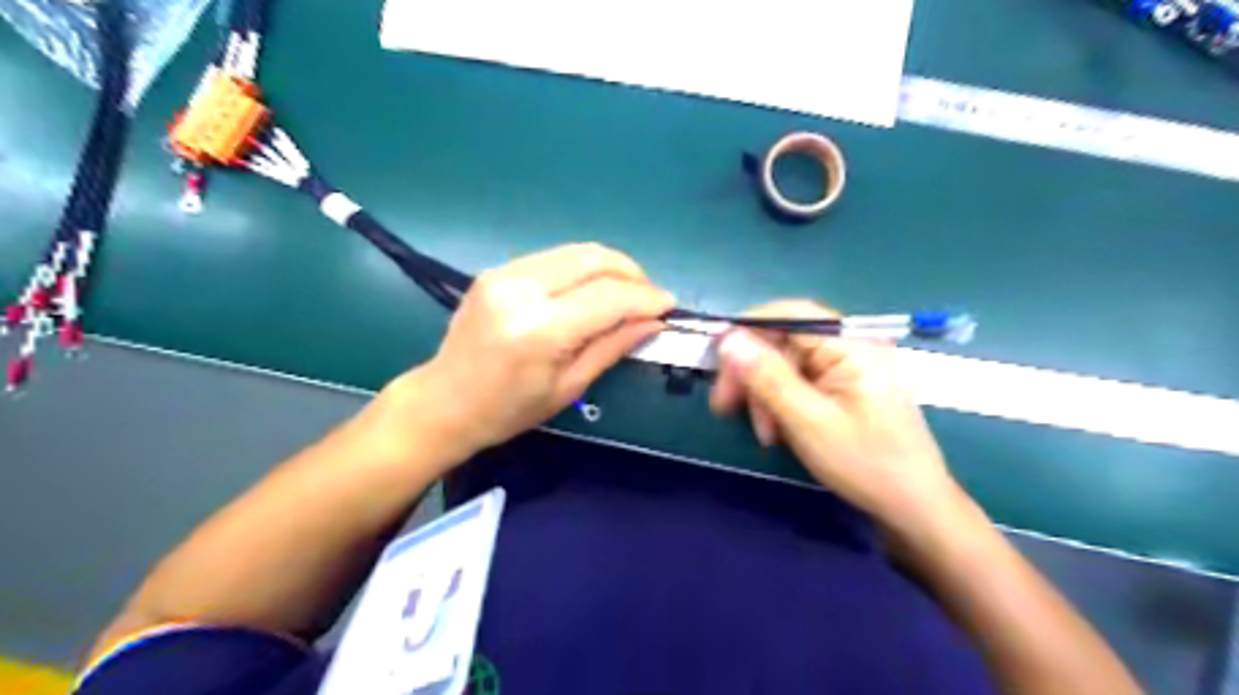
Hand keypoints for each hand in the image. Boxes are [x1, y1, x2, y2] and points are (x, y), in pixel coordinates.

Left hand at [372, 241, 675, 464]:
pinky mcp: (497, 269)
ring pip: (576, 251)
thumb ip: (613, 346)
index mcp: (540, 329)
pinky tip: (594, 287)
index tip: (669, 305)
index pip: (608, 297)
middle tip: (650, 295)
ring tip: (628, 290)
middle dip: (632, 273)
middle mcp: (521, 289)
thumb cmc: (508, 409)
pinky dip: (584, 267)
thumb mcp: (568, 387)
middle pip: (594, 260)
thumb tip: (654, 322)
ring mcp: (505, 273)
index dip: (645, 298)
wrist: (443, 401)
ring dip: (611, 265)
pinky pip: (554, 257)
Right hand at [711, 299, 960, 531]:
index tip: (717, 360)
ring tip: (765, 433)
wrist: (914, 506)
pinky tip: (778, 430)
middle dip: (753, 373)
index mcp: (851, 344)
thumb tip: (729, 339)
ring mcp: (849, 366)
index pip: (788, 314)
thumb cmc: (865, 463)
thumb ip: (767, 376)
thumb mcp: (808, 421)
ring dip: (765, 394)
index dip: (747, 330)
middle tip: (725, 406)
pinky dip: (781, 403)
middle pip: (783, 341)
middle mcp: (851, 345)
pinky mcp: (845, 386)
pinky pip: (800, 381)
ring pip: (787, 364)